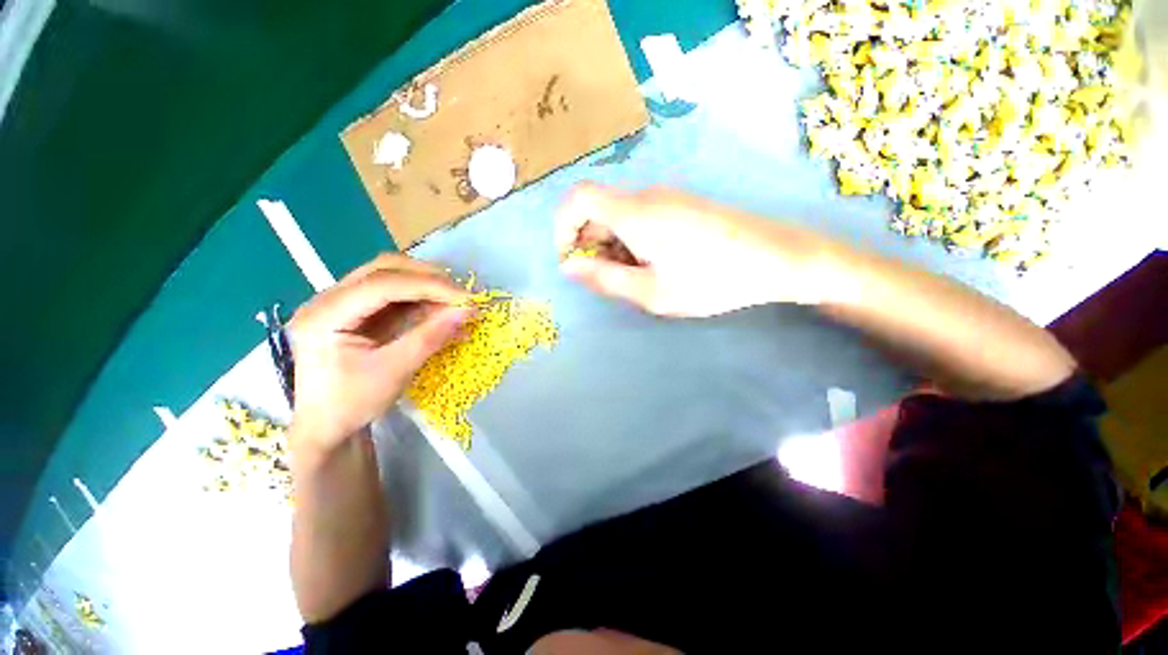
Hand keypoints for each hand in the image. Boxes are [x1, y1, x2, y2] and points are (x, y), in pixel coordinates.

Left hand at [287, 255, 472, 454]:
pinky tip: (442, 311)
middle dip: (429, 279)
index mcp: (324, 315)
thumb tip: (466, 311)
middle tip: (462, 296)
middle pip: (385, 269)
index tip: (466, 298)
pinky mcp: (358, 310)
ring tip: (456, 303)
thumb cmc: (352, 403)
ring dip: (428, 287)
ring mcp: (342, 302)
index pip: (382, 284)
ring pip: (392, 276)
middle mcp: (328, 299)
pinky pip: (396, 295)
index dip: (428, 286)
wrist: (327, 425)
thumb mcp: (394, 372)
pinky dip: (423, 300)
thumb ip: (430, 337)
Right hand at [555, 184, 834, 316]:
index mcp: (634, 213)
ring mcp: (667, 199)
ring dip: (614, 248)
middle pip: (599, 211)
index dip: (563, 225)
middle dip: (591, 246)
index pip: (579, 198)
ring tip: (639, 278)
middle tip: (610, 280)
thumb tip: (568, 267)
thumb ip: (605, 278)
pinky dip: (634, 242)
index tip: (570, 258)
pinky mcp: (681, 206)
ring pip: (621, 218)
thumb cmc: (710, 280)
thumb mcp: (651, 291)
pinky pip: (642, 219)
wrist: (776, 258)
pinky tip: (656, 266)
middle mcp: (647, 197)